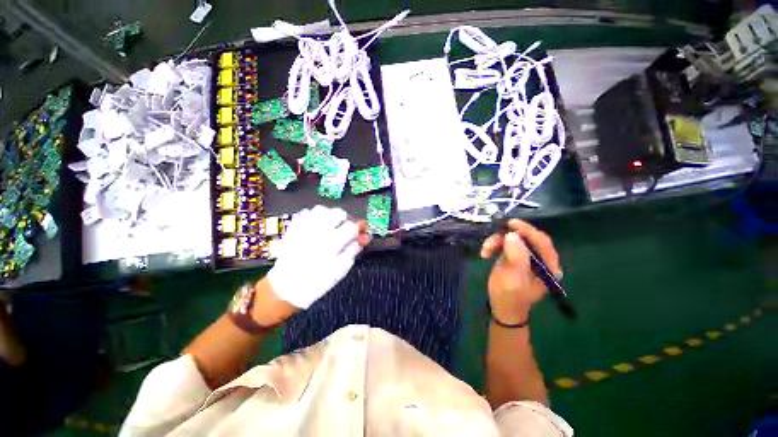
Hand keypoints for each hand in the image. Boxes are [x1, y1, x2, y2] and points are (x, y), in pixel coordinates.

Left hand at [267, 206, 369, 308]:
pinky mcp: (293, 228)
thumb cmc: (317, 282)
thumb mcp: (340, 270)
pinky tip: (317, 224)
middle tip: (346, 227)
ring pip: (321, 209)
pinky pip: (305, 212)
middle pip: (337, 213)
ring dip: (330, 214)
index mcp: (332, 243)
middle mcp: (318, 232)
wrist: (287, 287)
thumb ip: (353, 251)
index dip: (359, 228)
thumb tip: (364, 238)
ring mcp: (304, 228)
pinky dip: (314, 215)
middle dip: (346, 218)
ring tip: (331, 224)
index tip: (361, 232)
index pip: (351, 226)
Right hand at [480, 219, 560, 323]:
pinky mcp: (515, 255)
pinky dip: (494, 245)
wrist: (502, 307)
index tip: (511, 224)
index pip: (542, 242)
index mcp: (548, 266)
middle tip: (495, 235)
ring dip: (497, 241)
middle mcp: (540, 259)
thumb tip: (512, 235)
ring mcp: (526, 256)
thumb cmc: (510, 296)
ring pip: (513, 239)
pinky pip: (505, 243)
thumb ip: (516, 257)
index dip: (528, 231)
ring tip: (485, 250)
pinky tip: (486, 253)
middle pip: (527, 238)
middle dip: (508, 236)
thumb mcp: (513, 278)